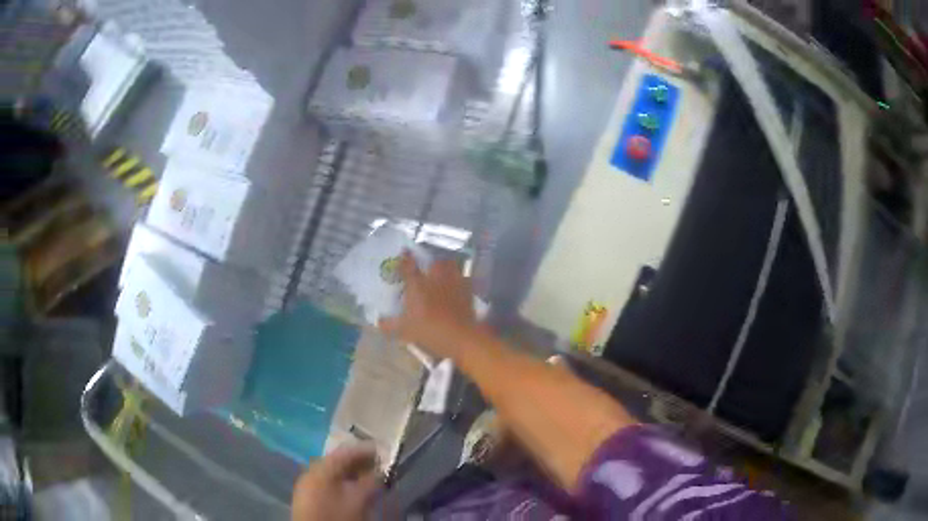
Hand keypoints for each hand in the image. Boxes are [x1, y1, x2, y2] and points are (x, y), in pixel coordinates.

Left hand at [291, 444, 382, 520]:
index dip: (364, 450)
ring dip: (351, 474)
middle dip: (358, 463)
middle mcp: (311, 472)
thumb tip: (380, 471)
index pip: (345, 452)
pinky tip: (353, 490)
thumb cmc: (337, 516)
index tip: (381, 451)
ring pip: (332, 473)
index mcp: (321, 468)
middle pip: (337, 461)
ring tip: (369, 478)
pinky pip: (327, 483)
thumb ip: (371, 482)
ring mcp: (307, 484)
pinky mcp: (308, 497)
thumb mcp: (358, 500)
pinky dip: (342, 483)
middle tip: (378, 466)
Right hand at [379, 252, 479, 359]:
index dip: (405, 257)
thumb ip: (390, 324)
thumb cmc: (429, 330)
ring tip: (444, 273)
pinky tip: (458, 287)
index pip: (408, 265)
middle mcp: (436, 278)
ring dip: (447, 267)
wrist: (460, 335)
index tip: (404, 251)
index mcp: (417, 284)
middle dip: (430, 262)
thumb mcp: (405, 330)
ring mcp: (454, 282)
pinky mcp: (468, 291)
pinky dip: (460, 281)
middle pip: (434, 262)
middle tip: (428, 267)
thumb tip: (378, 322)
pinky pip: (464, 280)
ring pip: (451, 266)